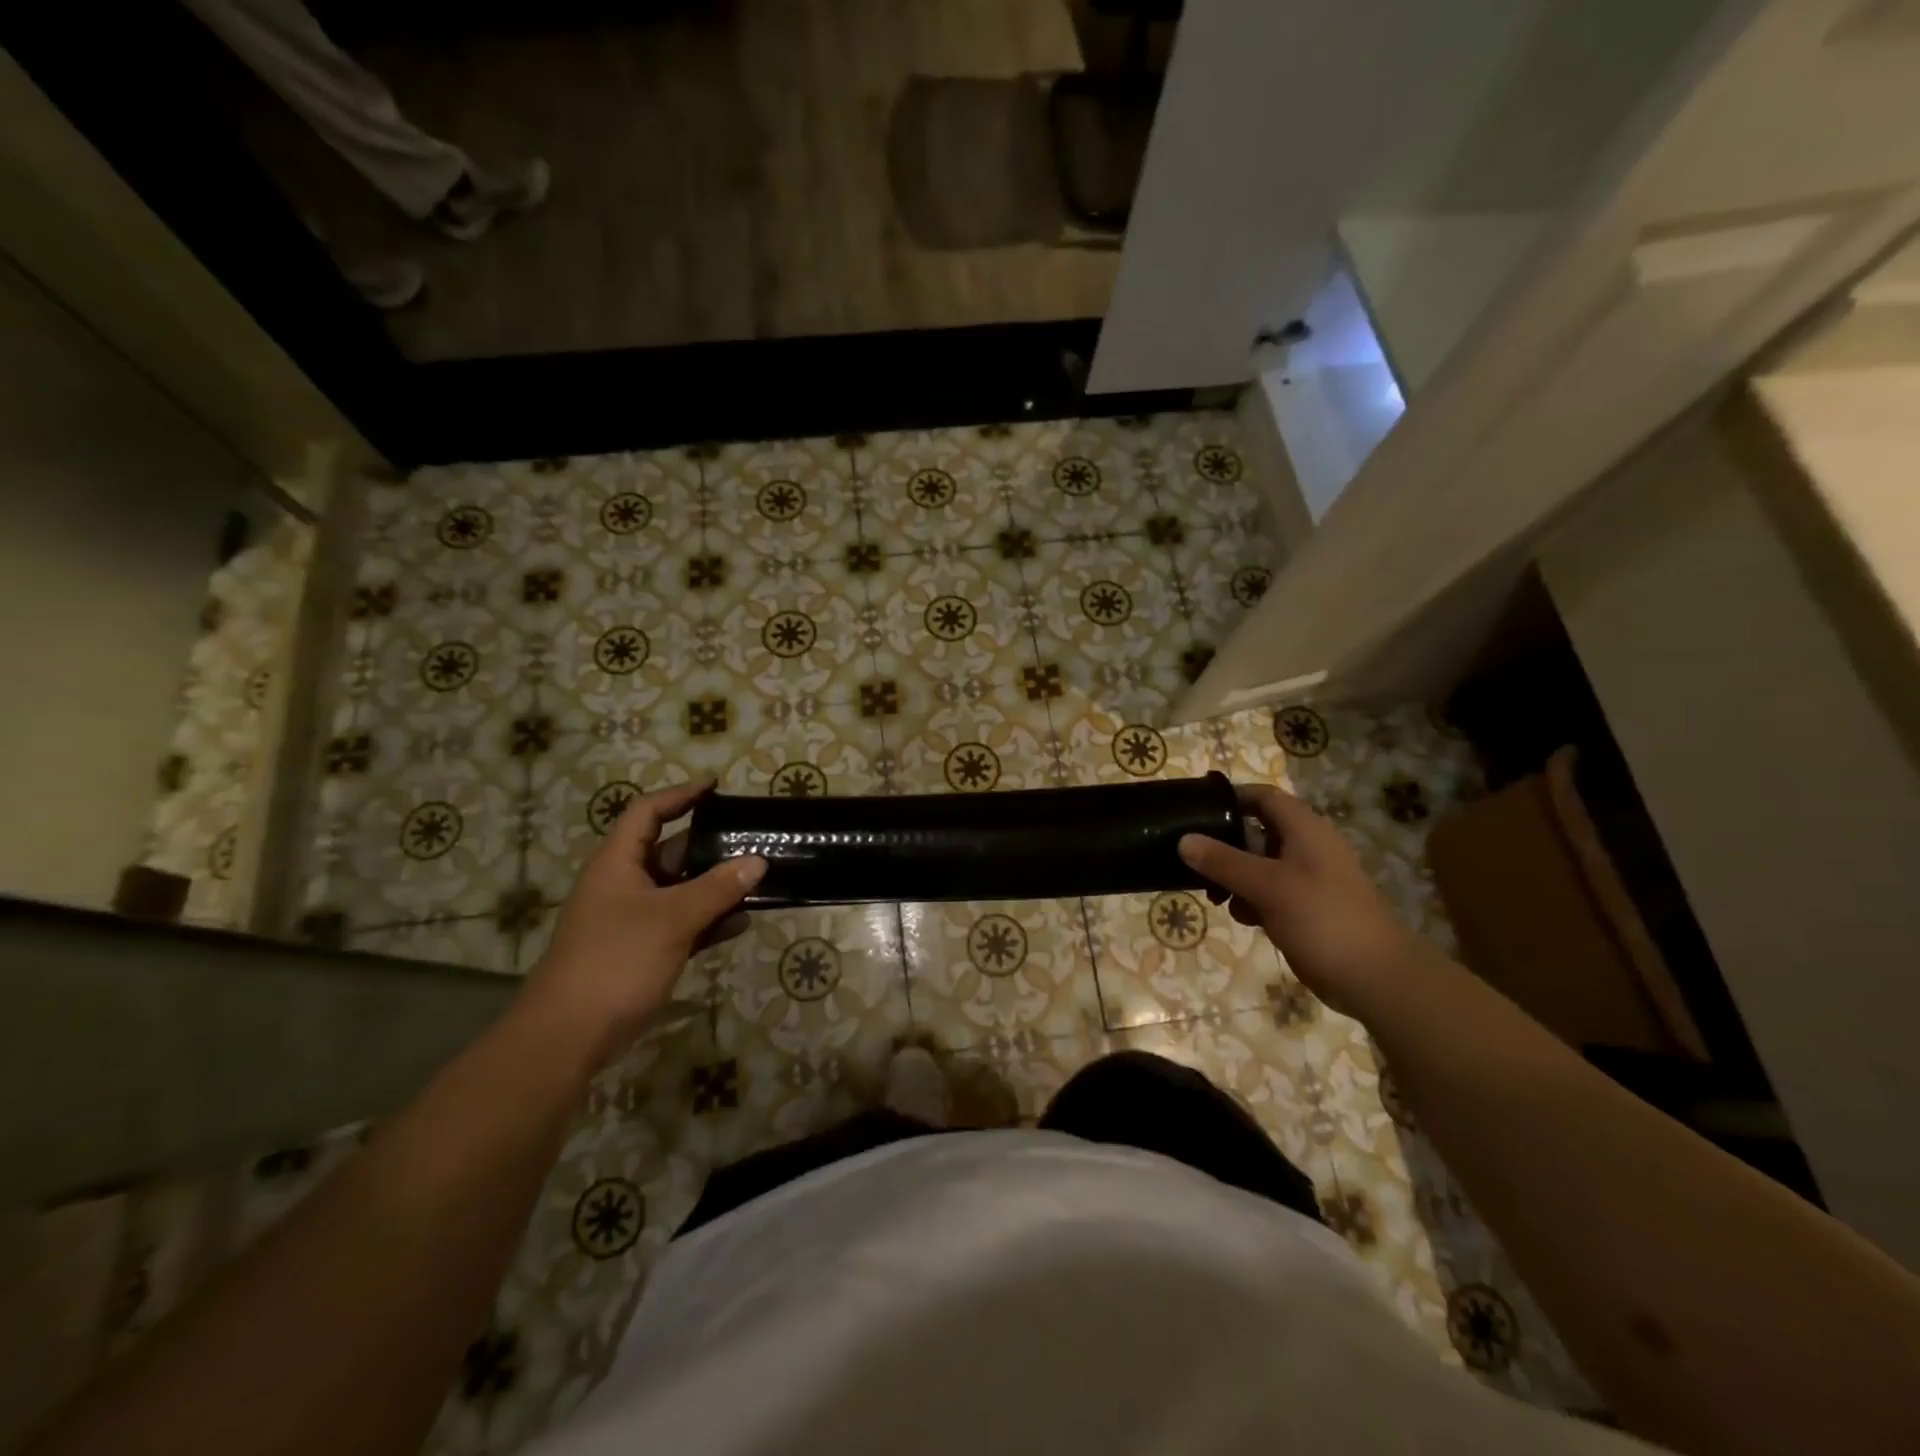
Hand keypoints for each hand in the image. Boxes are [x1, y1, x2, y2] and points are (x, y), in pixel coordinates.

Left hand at [523, 781, 764, 1056]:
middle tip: (752, 839)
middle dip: (710, 846)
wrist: (570, 1035)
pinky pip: (683, 923)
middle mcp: (624, 884)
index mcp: (618, 863)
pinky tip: (742, 922)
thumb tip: (758, 861)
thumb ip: (718, 888)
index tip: (716, 787)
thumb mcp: (672, 918)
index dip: (680, 795)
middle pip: (670, 852)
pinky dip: (709, 920)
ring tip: (758, 879)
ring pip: (680, 890)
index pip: (648, 812)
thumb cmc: (617, 959)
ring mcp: (633, 919)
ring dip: (715, 886)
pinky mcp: (643, 950)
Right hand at [1178, 783, 1417, 1013]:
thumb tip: (1183, 840)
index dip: (1231, 798)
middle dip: (1225, 845)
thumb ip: (1223, 862)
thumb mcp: (1267, 886)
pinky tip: (1241, 917)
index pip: (1264, 797)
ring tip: (1215, 896)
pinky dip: (1252, 898)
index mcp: (1305, 830)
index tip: (1195, 811)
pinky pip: (1270, 891)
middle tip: (1194, 862)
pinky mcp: (1307, 907)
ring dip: (1234, 876)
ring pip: (1260, 864)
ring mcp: (1309, 878)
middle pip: (1257, 831)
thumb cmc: (1322, 919)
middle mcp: (1307, 847)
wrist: (1375, 978)